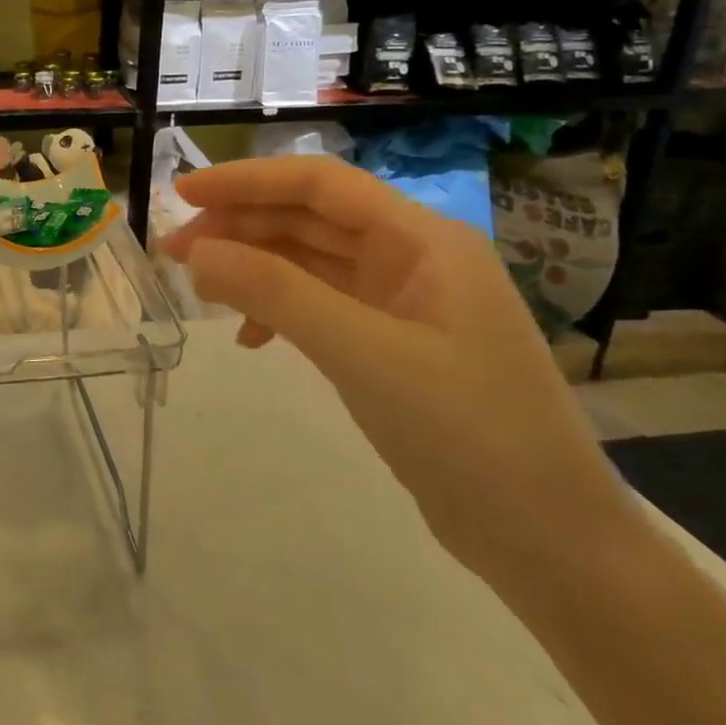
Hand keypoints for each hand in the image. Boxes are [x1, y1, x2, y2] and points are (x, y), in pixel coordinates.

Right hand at [161, 155, 637, 585]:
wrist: (550, 544)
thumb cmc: (470, 435)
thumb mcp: (365, 356)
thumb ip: (278, 294)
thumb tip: (197, 252)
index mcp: (422, 240)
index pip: (320, 184)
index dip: (247, 180)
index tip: (182, 194)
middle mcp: (412, 257)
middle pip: (309, 218)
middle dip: (240, 226)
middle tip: (174, 251)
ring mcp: (402, 302)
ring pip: (309, 261)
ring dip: (252, 266)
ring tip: (198, 287)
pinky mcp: (390, 343)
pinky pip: (319, 305)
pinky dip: (277, 310)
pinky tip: (249, 338)